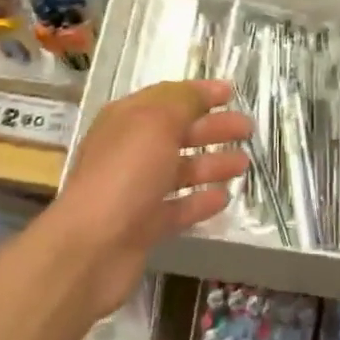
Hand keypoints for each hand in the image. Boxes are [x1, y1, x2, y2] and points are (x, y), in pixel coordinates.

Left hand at [49, 80, 249, 317]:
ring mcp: (137, 189)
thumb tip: (201, 92)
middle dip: (213, 127)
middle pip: (179, 132)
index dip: (200, 93)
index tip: (231, 93)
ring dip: (212, 164)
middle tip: (248, 128)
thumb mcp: (156, 122)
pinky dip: (200, 201)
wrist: (90, 248)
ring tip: (244, 164)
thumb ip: (183, 102)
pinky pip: (178, 207)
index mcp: (128, 118)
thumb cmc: (125, 173)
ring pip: (181, 170)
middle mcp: (131, 150)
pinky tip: (224, 198)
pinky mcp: (144, 226)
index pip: (169, 97)